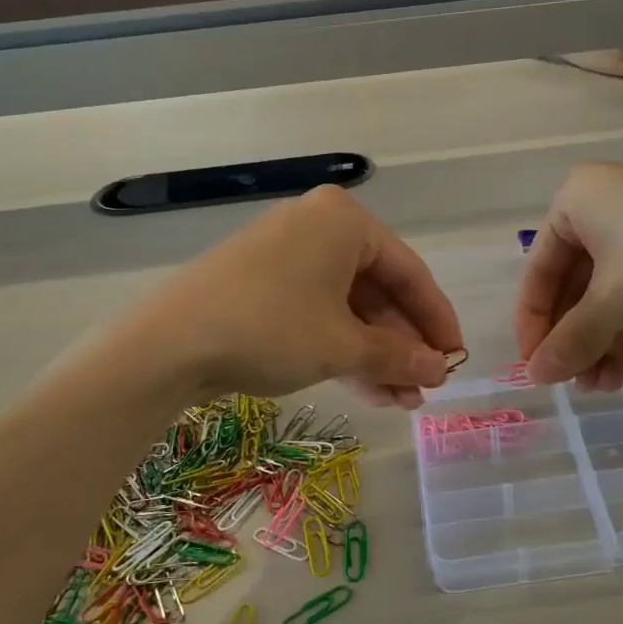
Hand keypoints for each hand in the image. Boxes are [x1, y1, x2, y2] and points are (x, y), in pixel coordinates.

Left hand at [131, 186, 462, 407]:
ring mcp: (286, 256)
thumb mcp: (343, 346)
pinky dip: (341, 349)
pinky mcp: (261, 284)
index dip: (437, 320)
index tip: (455, 359)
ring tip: (402, 401)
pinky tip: (367, 389)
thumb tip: (440, 371)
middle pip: (378, 291)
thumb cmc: (271, 328)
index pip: (410, 271)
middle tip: (424, 388)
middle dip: (403, 345)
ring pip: (348, 308)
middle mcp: (317, 227)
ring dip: (376, 355)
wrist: (167, 345)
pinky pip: (317, 313)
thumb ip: (399, 357)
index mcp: (344, 221)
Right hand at [514, 164, 622, 390]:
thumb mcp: (614, 299)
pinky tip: (620, 374)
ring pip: (611, 292)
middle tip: (567, 381)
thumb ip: (571, 340)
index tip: (533, 365)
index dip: (533, 322)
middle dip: (573, 337)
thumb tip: (535, 376)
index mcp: (578, 199)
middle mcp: (608, 206)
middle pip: (575, 283)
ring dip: (599, 342)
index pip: (540, 268)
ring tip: (595, 389)